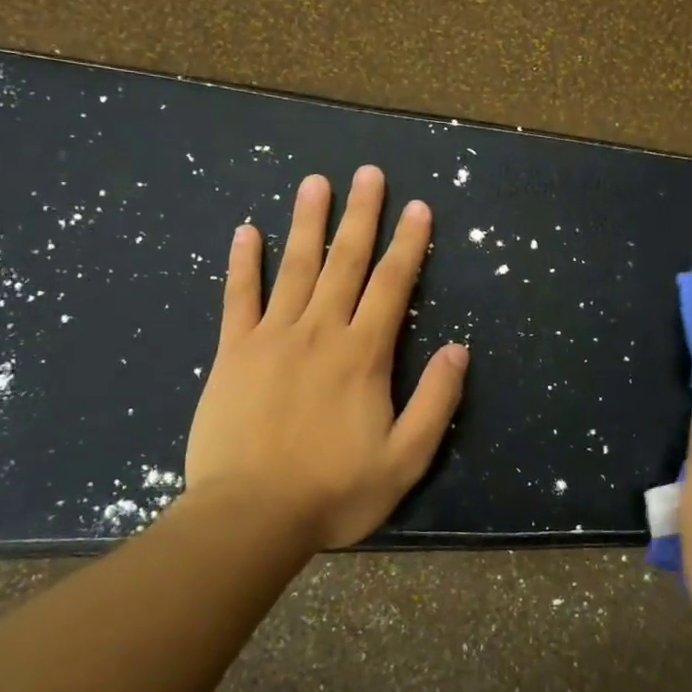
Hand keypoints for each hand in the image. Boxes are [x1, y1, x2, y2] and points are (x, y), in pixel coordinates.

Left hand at [182, 166, 468, 552]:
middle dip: (360, 216)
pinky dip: (243, 262)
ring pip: (295, 268)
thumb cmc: (334, 492)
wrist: (250, 518)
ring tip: (315, 183)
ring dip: (308, 223)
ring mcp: (271, 338)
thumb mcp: (406, 458)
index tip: (418, 208)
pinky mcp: (232, 353)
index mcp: (363, 355)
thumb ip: (436, 401)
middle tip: (368, 173)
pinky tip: (246, 231)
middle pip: (345, 263)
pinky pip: (238, 297)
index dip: (409, 244)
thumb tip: (459, 349)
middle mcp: (319, 332)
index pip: (392, 285)